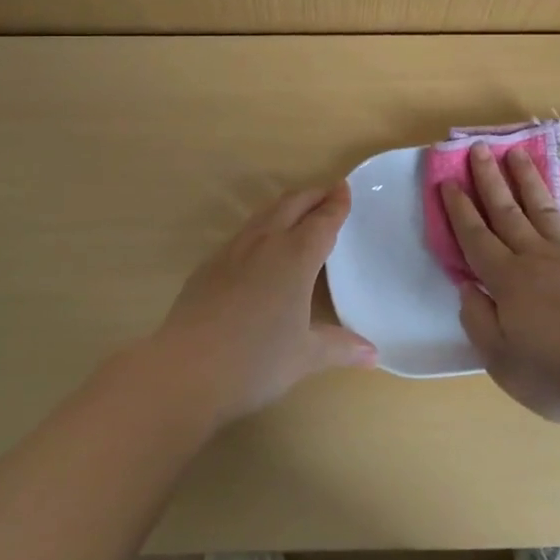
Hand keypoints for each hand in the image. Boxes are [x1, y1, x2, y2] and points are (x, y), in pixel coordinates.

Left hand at [153, 181, 376, 423]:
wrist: (186, 370)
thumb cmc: (255, 361)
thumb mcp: (305, 357)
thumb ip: (340, 347)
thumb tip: (373, 354)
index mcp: (295, 257)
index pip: (322, 221)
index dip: (336, 205)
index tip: (344, 189)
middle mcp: (265, 243)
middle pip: (291, 205)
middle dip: (312, 196)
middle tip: (328, 193)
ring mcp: (232, 252)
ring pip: (263, 215)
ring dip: (285, 207)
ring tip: (297, 212)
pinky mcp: (209, 266)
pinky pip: (242, 235)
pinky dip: (261, 228)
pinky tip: (259, 248)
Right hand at [442, 143, 559, 425]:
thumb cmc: (555, 375)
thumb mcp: (500, 360)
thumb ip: (477, 319)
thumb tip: (466, 286)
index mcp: (507, 280)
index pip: (475, 236)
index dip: (460, 208)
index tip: (448, 181)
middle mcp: (535, 256)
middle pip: (507, 211)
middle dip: (489, 179)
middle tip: (478, 148)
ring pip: (542, 207)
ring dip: (527, 178)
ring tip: (516, 152)